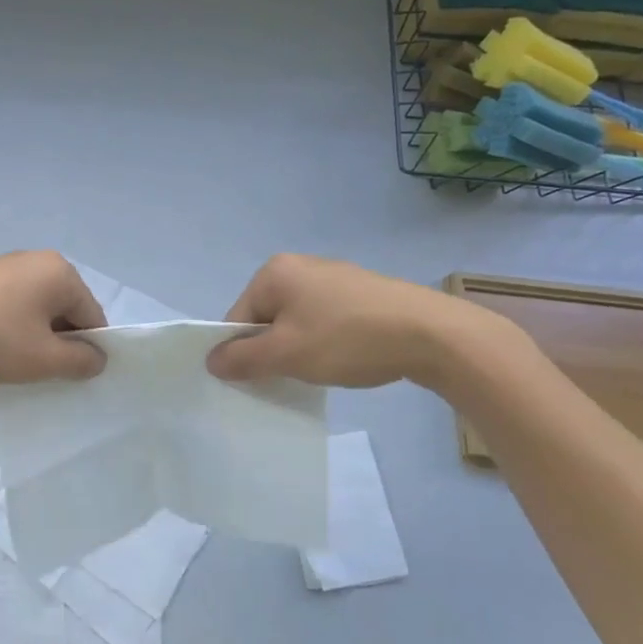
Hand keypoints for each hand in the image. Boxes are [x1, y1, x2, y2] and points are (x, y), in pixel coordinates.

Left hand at [0, 251, 107, 383]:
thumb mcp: (42, 359)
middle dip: (57, 342)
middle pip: (64, 309)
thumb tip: (98, 357)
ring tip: (11, 364)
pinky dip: (7, 327)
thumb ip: (80, 361)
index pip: (92, 316)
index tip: (68, 378)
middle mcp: (35, 259)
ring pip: (34, 309)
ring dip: (31, 337)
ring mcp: (3, 265)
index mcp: (60, 272)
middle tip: (40, 374)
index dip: (87, 351)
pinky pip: (8, 305)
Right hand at [205, 253, 508, 389]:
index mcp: (274, 272)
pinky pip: (326, 318)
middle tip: (293, 376)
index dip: (243, 352)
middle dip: (273, 349)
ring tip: (323, 370)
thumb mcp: (287, 354)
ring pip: (297, 320)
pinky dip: (327, 340)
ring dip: (300, 347)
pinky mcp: (362, 291)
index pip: (238, 317)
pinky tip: (347, 358)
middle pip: (266, 317)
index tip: (263, 379)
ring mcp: (334, 275)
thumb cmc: (347, 340)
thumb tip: (210, 361)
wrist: (431, 334)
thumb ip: (242, 359)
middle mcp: (300, 264)